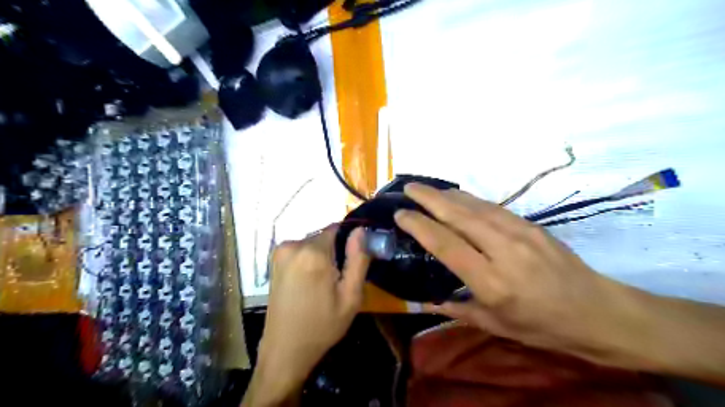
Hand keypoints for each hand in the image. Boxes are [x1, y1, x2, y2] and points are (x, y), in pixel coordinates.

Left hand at [245, 227, 369, 404]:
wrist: (285, 350)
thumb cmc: (322, 326)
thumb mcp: (350, 296)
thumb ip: (358, 259)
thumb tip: (361, 230)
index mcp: (312, 253)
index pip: (337, 228)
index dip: (349, 241)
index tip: (353, 261)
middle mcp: (292, 245)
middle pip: (324, 236)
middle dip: (335, 250)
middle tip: (340, 278)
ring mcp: (280, 252)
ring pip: (313, 243)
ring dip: (322, 256)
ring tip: (325, 283)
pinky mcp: (274, 261)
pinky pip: (300, 251)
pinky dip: (309, 260)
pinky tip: (311, 283)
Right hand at [395, 185, 645, 368]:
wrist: (597, 312)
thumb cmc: (542, 326)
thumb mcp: (495, 325)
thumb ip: (457, 308)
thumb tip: (425, 301)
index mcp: (491, 282)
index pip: (446, 244)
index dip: (420, 226)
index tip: (401, 214)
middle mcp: (503, 251)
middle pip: (459, 216)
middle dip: (429, 198)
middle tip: (408, 188)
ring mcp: (520, 233)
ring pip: (475, 206)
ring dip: (448, 195)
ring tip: (427, 189)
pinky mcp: (531, 225)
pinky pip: (493, 207)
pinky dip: (470, 199)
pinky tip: (458, 196)